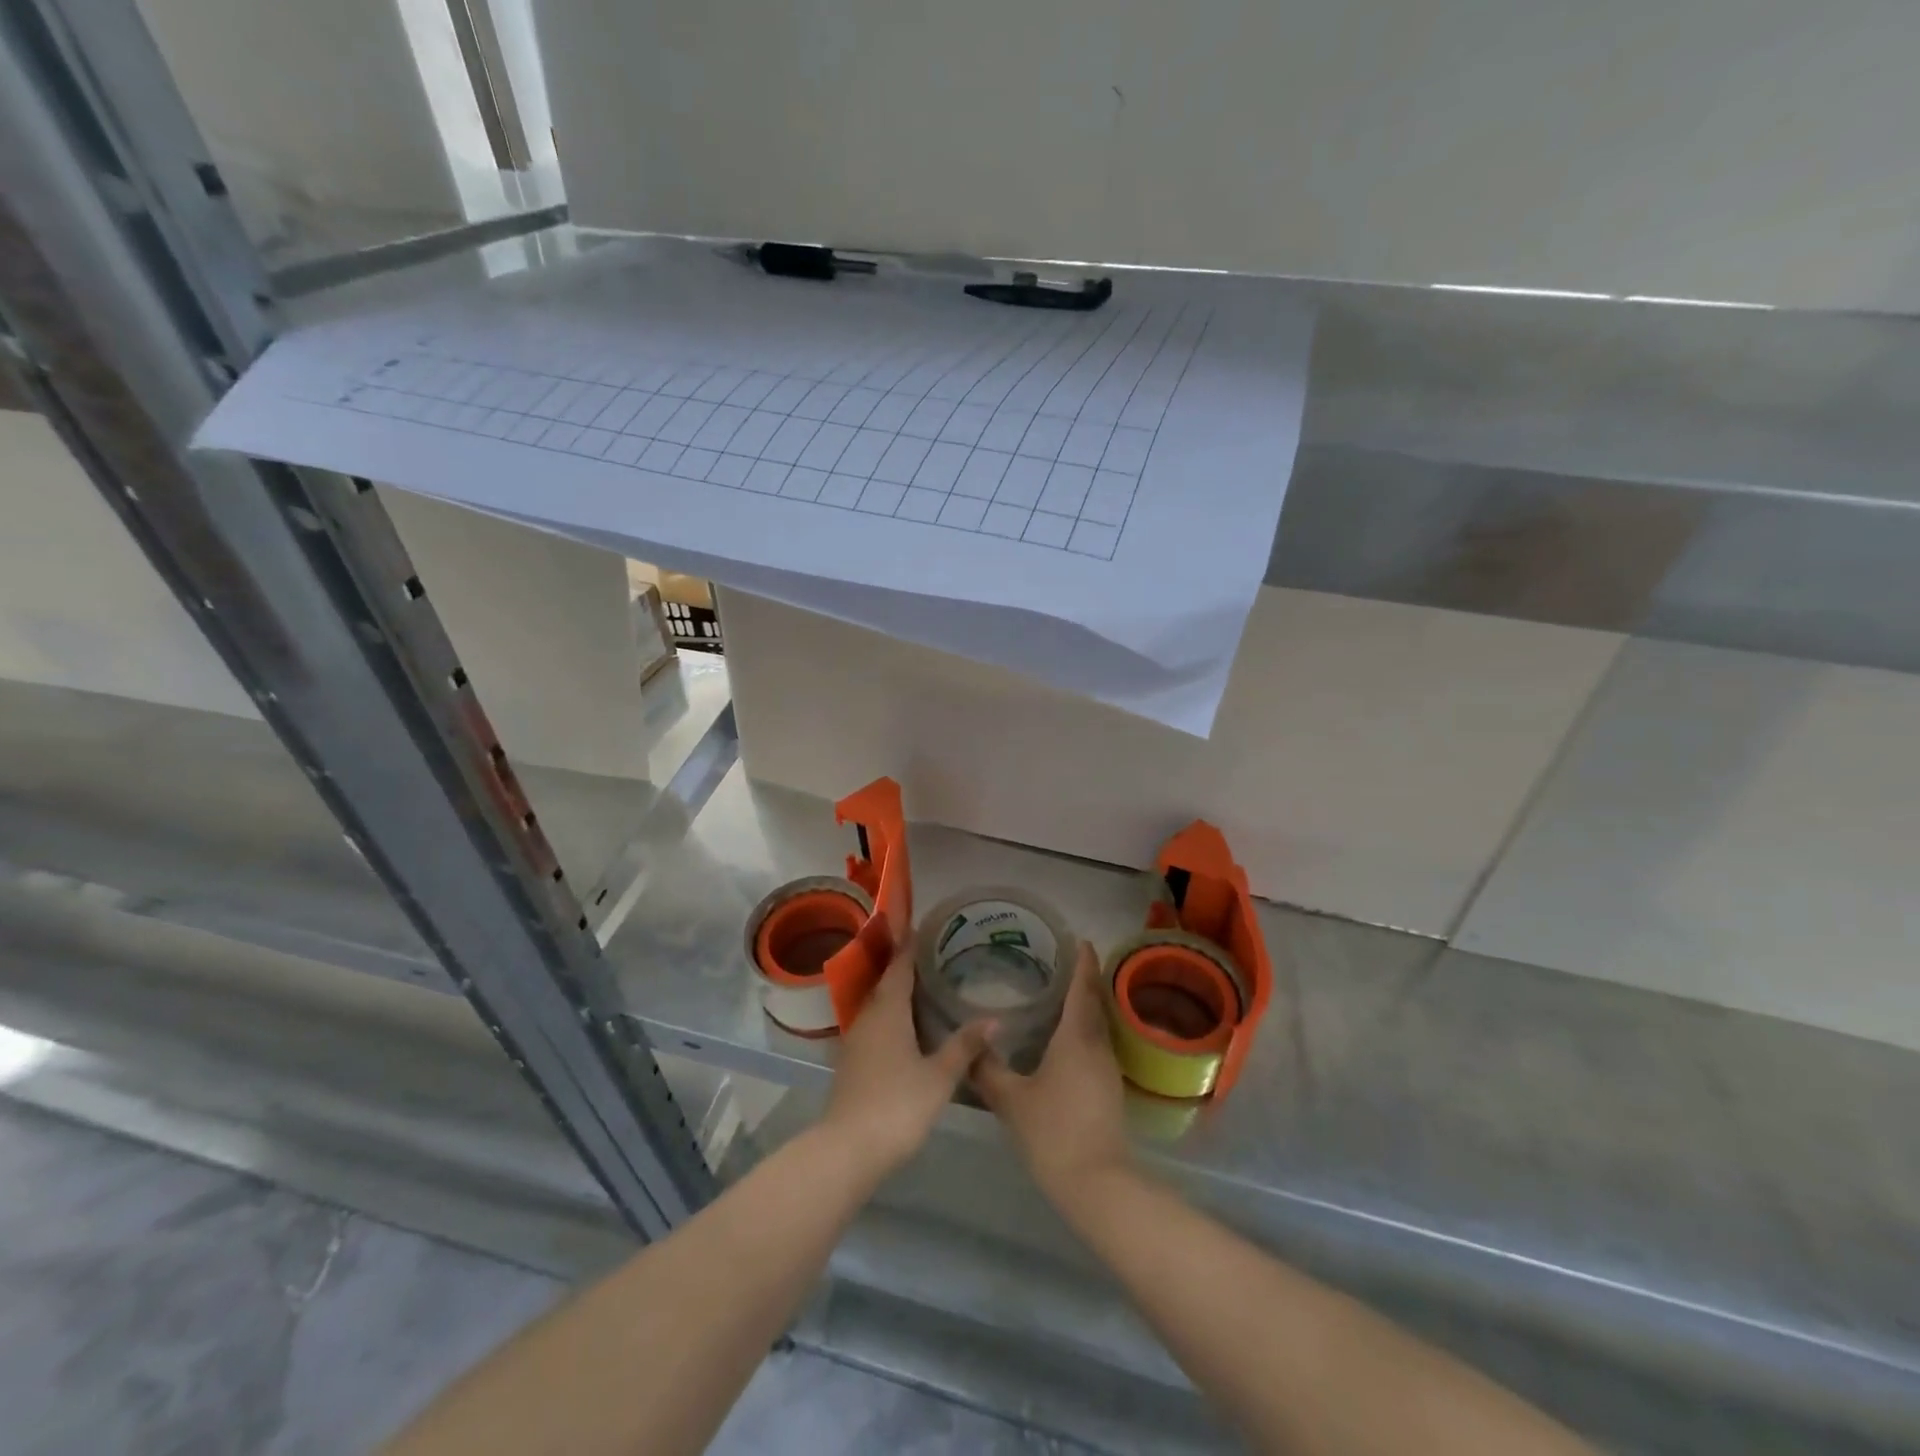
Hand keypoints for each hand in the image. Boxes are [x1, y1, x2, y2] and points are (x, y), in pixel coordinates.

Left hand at [820, 945, 994, 1176]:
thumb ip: (964, 1046)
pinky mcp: (851, 1063)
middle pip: (885, 983)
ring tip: (923, 988)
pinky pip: (874, 1026)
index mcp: (888, 1010)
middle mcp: (868, 1017)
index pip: (899, 967)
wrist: (847, 1150)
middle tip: (931, 956)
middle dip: (904, 967)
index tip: (921, 927)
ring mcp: (856, 1041)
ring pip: (878, 1006)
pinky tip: (907, 1029)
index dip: (910, 947)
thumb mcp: (939, 1076)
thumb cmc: (898, 1105)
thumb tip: (994, 1019)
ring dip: (896, 994)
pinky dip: (890, 1018)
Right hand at [972, 943, 1130, 1211]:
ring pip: (1097, 1024)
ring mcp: (1107, 1068)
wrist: (1097, 1182)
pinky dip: (1084, 1029)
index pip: (1082, 988)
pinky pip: (1096, 1043)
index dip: (1082, 962)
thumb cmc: (1053, 1131)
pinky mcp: (1108, 1088)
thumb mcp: (1011, 1099)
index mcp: (1076, 1037)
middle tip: (1063, 960)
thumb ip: (988, 1068)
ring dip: (1085, 1004)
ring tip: (1061, 992)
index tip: (1079, 939)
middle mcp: (1097, 1045)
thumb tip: (971, 1043)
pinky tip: (1064, 1038)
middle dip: (1084, 978)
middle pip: (1094, 1002)